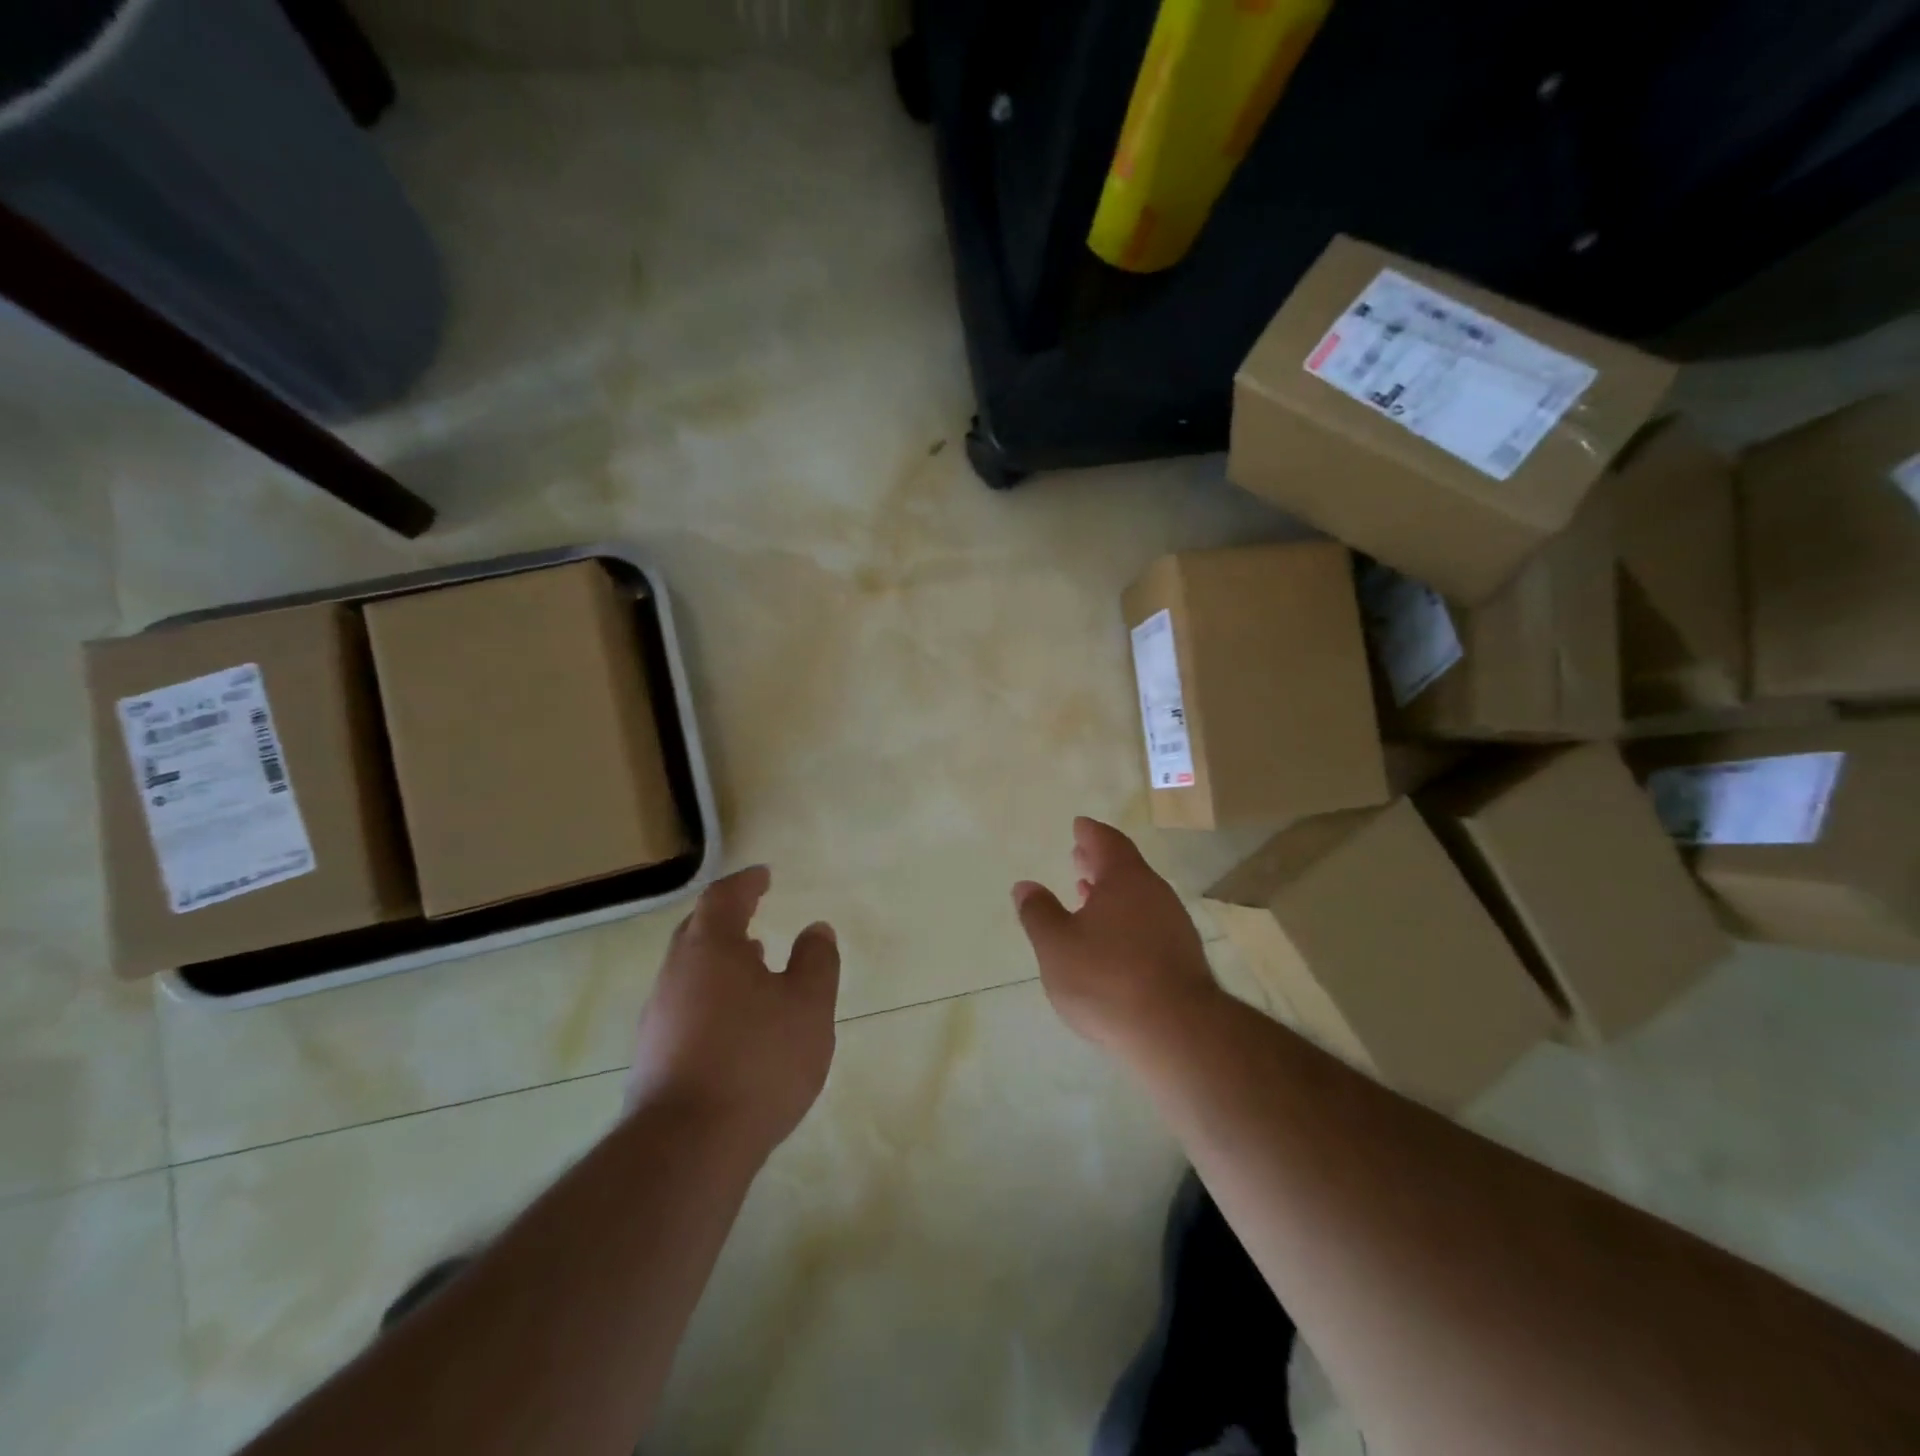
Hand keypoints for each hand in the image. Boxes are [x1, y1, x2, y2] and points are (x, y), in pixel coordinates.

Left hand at [628, 866, 839, 1150]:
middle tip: (752, 914)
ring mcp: (657, 1017)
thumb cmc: (757, 1060)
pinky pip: (684, 1005)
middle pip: (698, 931)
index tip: (764, 876)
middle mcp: (675, 974)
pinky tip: (734, 1021)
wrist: (687, 1147)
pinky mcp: (652, 1057)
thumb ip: (816, 961)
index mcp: (710, 948)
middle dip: (726, 919)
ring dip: (719, 960)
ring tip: (753, 965)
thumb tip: (816, 929)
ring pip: (689, 971)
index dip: (746, 883)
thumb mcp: (808, 1005)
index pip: (724, 898)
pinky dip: (710, 995)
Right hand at [1012, 817, 1223, 1057]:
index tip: (1079, 826)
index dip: (1090, 833)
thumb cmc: (1107, 979)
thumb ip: (1038, 913)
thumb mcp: (1056, 946)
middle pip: (1126, 867)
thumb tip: (1024, 885)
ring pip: (1139, 896)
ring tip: (1088, 898)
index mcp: (1125, 879)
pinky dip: (1127, 918)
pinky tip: (1113, 940)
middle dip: (1100, 862)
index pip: (1107, 842)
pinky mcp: (1183, 957)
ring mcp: (1174, 925)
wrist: (1176, 1032)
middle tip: (1079, 857)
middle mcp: (1155, 893)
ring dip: (1112, 892)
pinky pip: (1149, 922)